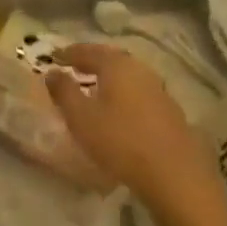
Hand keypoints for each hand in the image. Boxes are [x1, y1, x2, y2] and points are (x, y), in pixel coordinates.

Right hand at [45, 44, 225, 210]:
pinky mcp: (170, 111)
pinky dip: (123, 92)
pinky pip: (139, 92)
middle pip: (112, 58)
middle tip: (74, 66)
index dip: (70, 53)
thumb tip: (52, 72)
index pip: (89, 51)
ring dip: (109, 77)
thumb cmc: (119, 141)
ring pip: (128, 75)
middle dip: (92, 60)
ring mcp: (159, 90)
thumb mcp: (80, 117)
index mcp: (117, 66)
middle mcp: (141, 71)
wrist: (174, 174)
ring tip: (94, 86)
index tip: (55, 56)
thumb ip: (63, 91)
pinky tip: (118, 107)